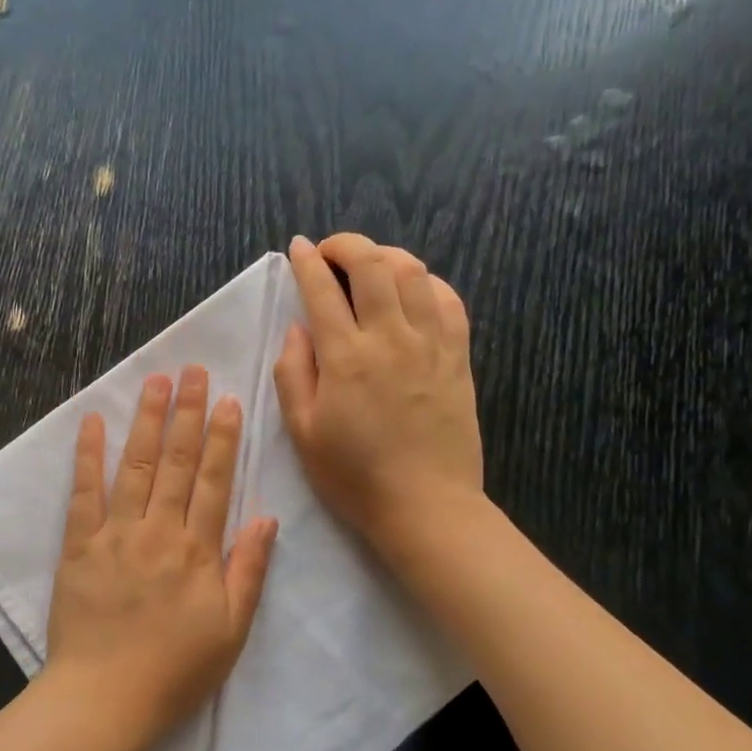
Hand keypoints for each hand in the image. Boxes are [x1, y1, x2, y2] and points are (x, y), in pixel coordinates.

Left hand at [47, 367, 277, 750]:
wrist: (104, 699)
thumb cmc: (175, 671)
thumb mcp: (231, 630)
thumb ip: (248, 570)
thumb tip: (266, 517)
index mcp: (197, 551)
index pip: (215, 481)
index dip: (224, 439)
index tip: (229, 400)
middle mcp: (158, 531)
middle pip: (177, 463)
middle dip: (187, 414)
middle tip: (193, 371)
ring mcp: (114, 535)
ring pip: (134, 467)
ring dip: (147, 422)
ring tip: (156, 382)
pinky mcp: (77, 547)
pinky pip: (83, 493)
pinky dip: (88, 456)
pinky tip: (93, 422)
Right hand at [273, 233, 484, 555]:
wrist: (425, 506)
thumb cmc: (354, 476)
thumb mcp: (303, 433)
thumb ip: (294, 374)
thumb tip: (298, 328)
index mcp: (346, 357)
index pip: (322, 290)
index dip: (307, 262)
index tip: (298, 249)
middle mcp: (390, 337)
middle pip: (373, 264)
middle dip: (348, 244)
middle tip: (331, 251)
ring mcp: (431, 344)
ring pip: (414, 273)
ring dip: (387, 256)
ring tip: (370, 266)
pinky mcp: (458, 357)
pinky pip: (449, 301)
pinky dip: (428, 283)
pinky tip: (414, 292)